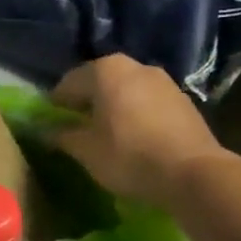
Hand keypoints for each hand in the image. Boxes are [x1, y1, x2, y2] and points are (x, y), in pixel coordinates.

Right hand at [50, 55, 229, 209]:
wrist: (194, 174)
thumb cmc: (129, 156)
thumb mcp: (85, 150)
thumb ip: (62, 136)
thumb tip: (46, 131)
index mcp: (105, 70)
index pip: (68, 83)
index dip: (56, 105)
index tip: (52, 126)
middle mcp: (134, 66)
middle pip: (98, 83)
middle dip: (86, 103)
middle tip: (78, 129)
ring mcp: (163, 81)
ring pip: (125, 91)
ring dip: (112, 108)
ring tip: (107, 135)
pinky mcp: (183, 99)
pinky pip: (147, 102)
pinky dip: (135, 114)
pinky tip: (135, 139)